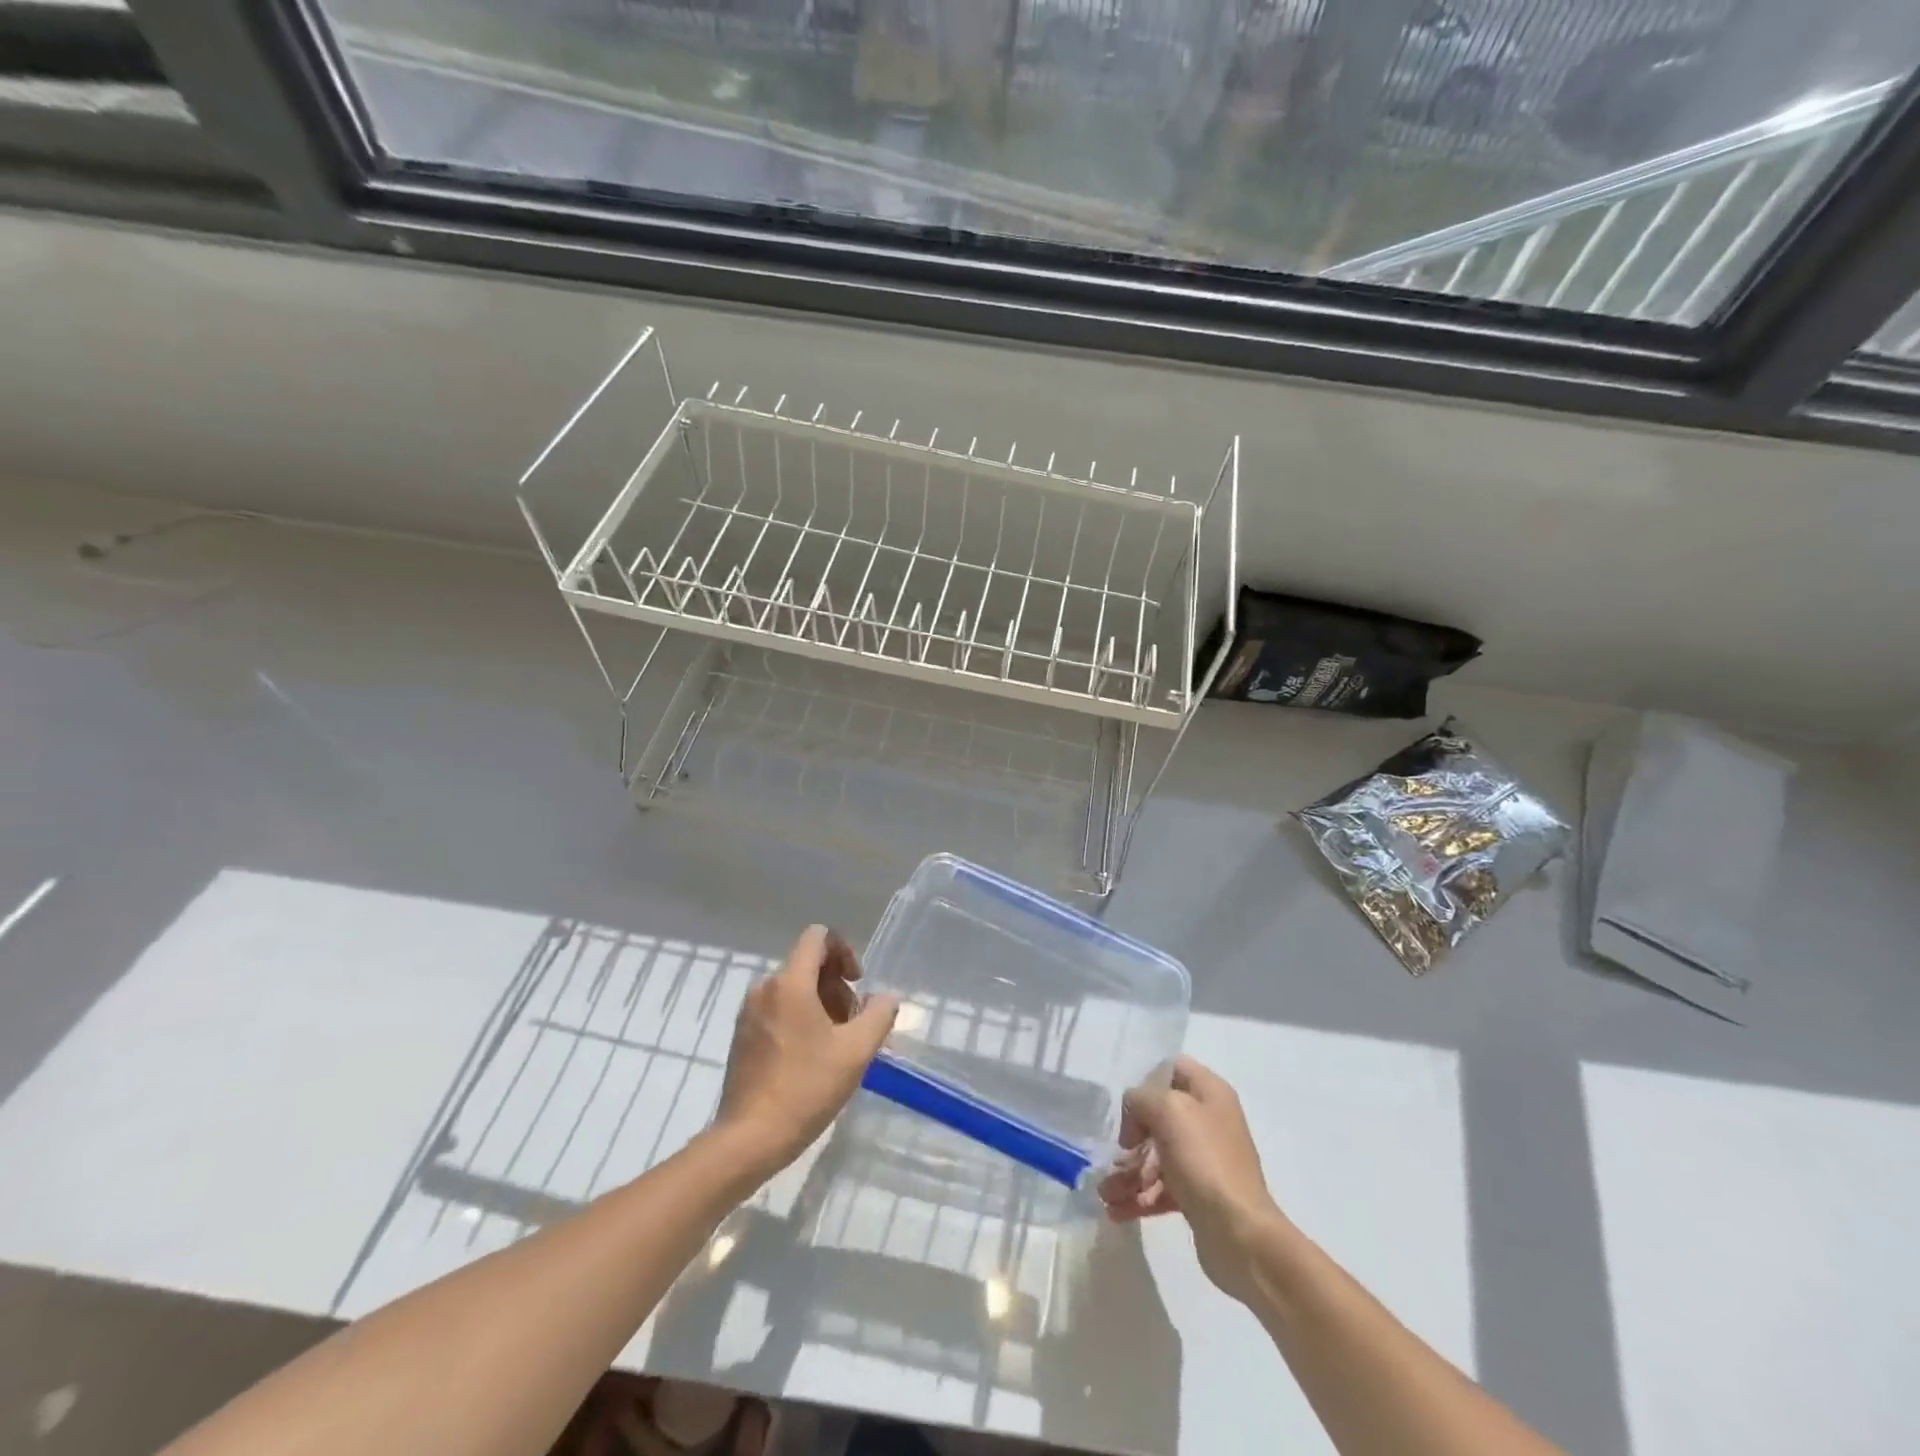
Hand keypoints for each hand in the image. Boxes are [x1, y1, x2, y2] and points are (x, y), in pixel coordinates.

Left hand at [712, 925, 899, 1178]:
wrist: (750, 1138)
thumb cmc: (806, 1088)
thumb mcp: (856, 1052)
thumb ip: (879, 1015)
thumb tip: (886, 997)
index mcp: (790, 983)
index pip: (818, 937)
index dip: (844, 951)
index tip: (857, 983)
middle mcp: (765, 988)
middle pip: (808, 964)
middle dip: (836, 986)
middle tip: (852, 1023)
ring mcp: (749, 1012)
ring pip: (793, 988)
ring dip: (820, 1004)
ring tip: (835, 1044)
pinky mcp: (742, 1035)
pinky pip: (778, 1009)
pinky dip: (799, 1019)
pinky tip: (812, 1057)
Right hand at [1098, 1056, 1281, 1302]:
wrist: (1241, 1235)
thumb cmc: (1205, 1160)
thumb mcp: (1168, 1110)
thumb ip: (1141, 1098)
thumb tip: (1134, 1119)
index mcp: (1209, 1093)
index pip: (1172, 1069)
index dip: (1145, 1080)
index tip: (1125, 1103)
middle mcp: (1208, 1121)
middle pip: (1158, 1116)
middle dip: (1130, 1136)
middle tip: (1114, 1154)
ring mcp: (1203, 1160)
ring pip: (1155, 1156)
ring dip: (1127, 1172)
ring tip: (1105, 1194)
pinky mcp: (1197, 1195)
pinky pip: (1160, 1188)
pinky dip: (1138, 1197)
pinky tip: (1116, 1210)